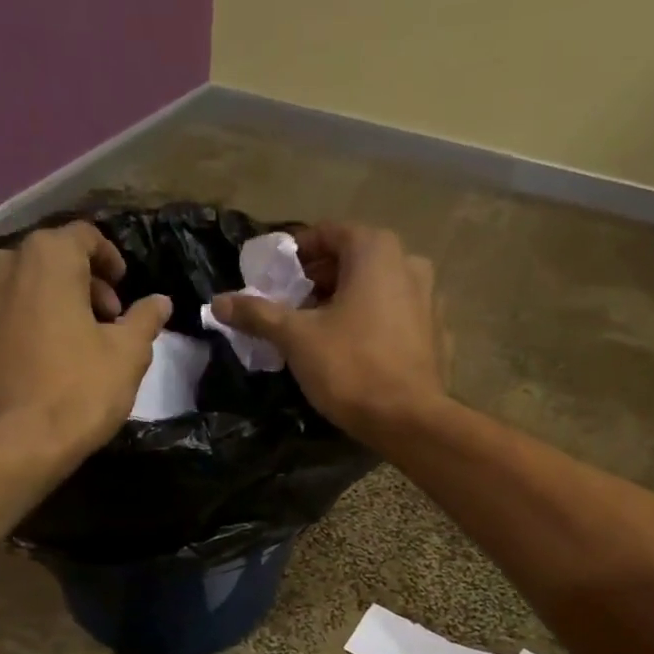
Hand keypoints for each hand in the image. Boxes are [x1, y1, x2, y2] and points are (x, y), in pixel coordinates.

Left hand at [0, 222, 170, 462]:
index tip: (122, 289)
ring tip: (64, 342)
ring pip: (16, 287)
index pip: (84, 236)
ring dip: (44, 304)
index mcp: (47, 257)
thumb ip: (144, 320)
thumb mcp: (127, 356)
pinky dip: (13, 326)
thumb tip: (160, 302)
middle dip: (78, 284)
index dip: (109, 259)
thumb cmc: (78, 393)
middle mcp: (1, 264)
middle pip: (47, 260)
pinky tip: (29, 361)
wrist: (10, 446)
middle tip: (101, 322)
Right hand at [209, 224, 449, 444]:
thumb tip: (219, 302)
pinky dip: (371, 322)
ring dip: (345, 300)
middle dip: (319, 279)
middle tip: (290, 304)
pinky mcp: (435, 333)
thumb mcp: (296, 338)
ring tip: (317, 328)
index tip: (273, 277)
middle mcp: (408, 263)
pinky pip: (394, 315)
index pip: (327, 234)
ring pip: (376, 288)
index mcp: (375, 251)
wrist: (409, 419)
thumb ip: (258, 314)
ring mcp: (428, 298)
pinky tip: (353, 348)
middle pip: (353, 260)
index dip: (295, 253)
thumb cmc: (350, 367)